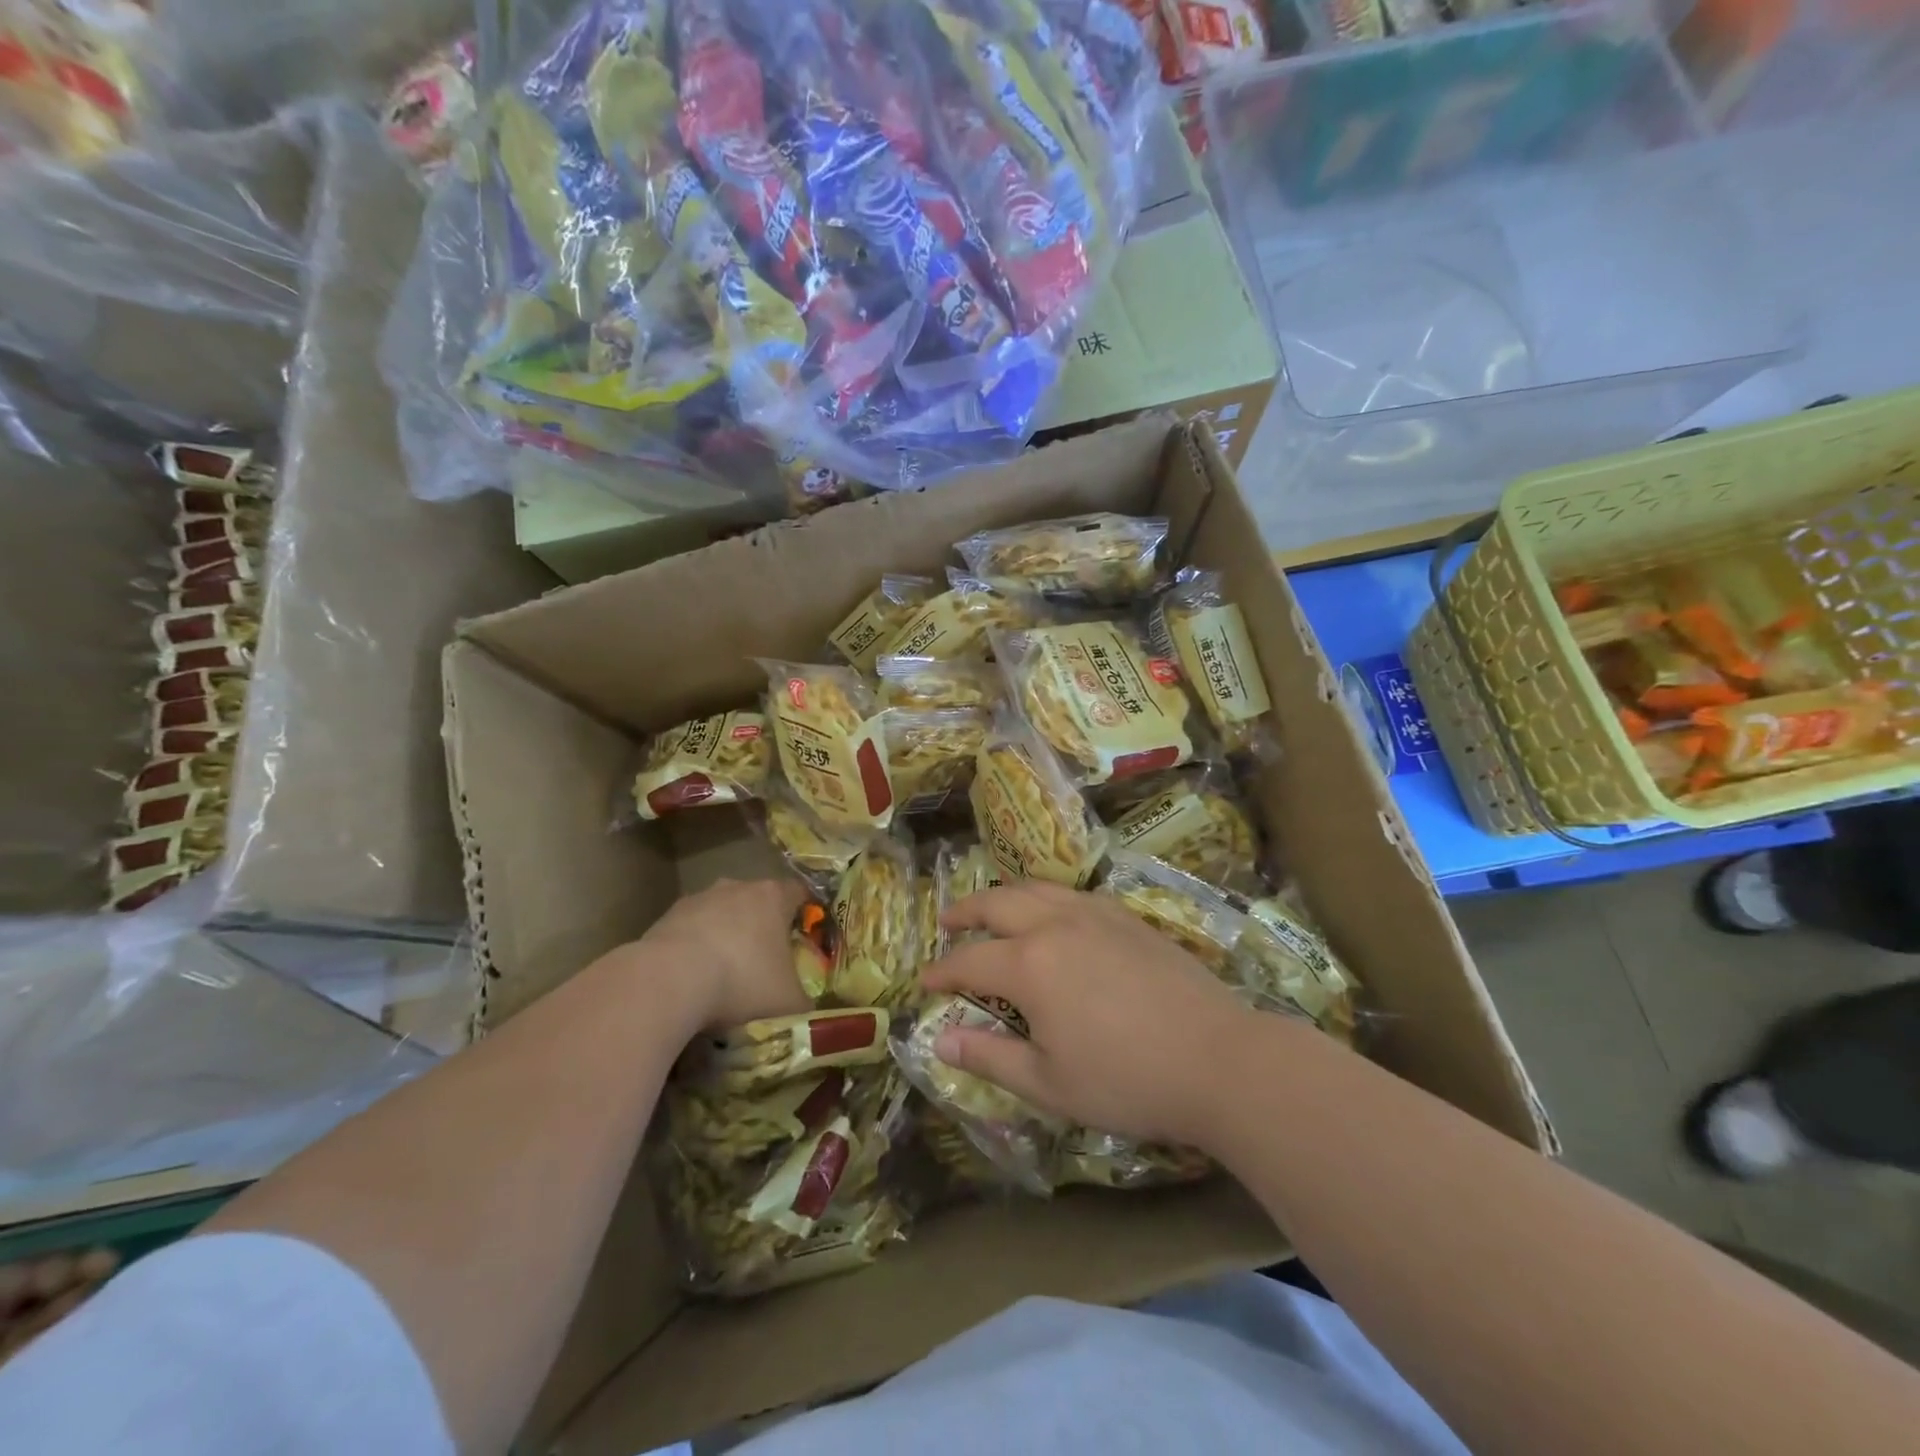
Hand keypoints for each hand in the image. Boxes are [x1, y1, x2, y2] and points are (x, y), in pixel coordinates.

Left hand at [633, 877, 811, 1032]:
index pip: (799, 893)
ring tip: (723, 974)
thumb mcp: (788, 1001)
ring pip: (722, 913)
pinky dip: (695, 947)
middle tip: (765, 961)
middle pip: (758, 901)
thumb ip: (804, 998)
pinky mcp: (667, 915)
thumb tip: (807, 1003)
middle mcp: (738, 886)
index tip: (804, 937)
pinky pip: (691, 929)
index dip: (804, 913)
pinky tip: (691, 978)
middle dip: (762, 926)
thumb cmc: (742, 982)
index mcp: (774, 897)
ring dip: (725, 935)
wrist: (669, 981)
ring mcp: (700, 898)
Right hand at [921, 882, 1265, 1145]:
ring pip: (1038, 887)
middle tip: (948, 921)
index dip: (942, 972)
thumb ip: (989, 1057)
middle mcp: (1056, 924)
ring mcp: (1096, 914)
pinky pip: (1073, 893)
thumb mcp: (1048, 1084)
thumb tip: (940, 1040)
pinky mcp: (1128, 917)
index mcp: (1030, 964)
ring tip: (993, 908)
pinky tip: (1053, 914)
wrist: (1219, 1059)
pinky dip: (1047, 896)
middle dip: (966, 911)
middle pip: (999, 903)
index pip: (969, 960)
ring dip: (1006, 895)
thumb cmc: (1127, 1080)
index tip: (924, 982)